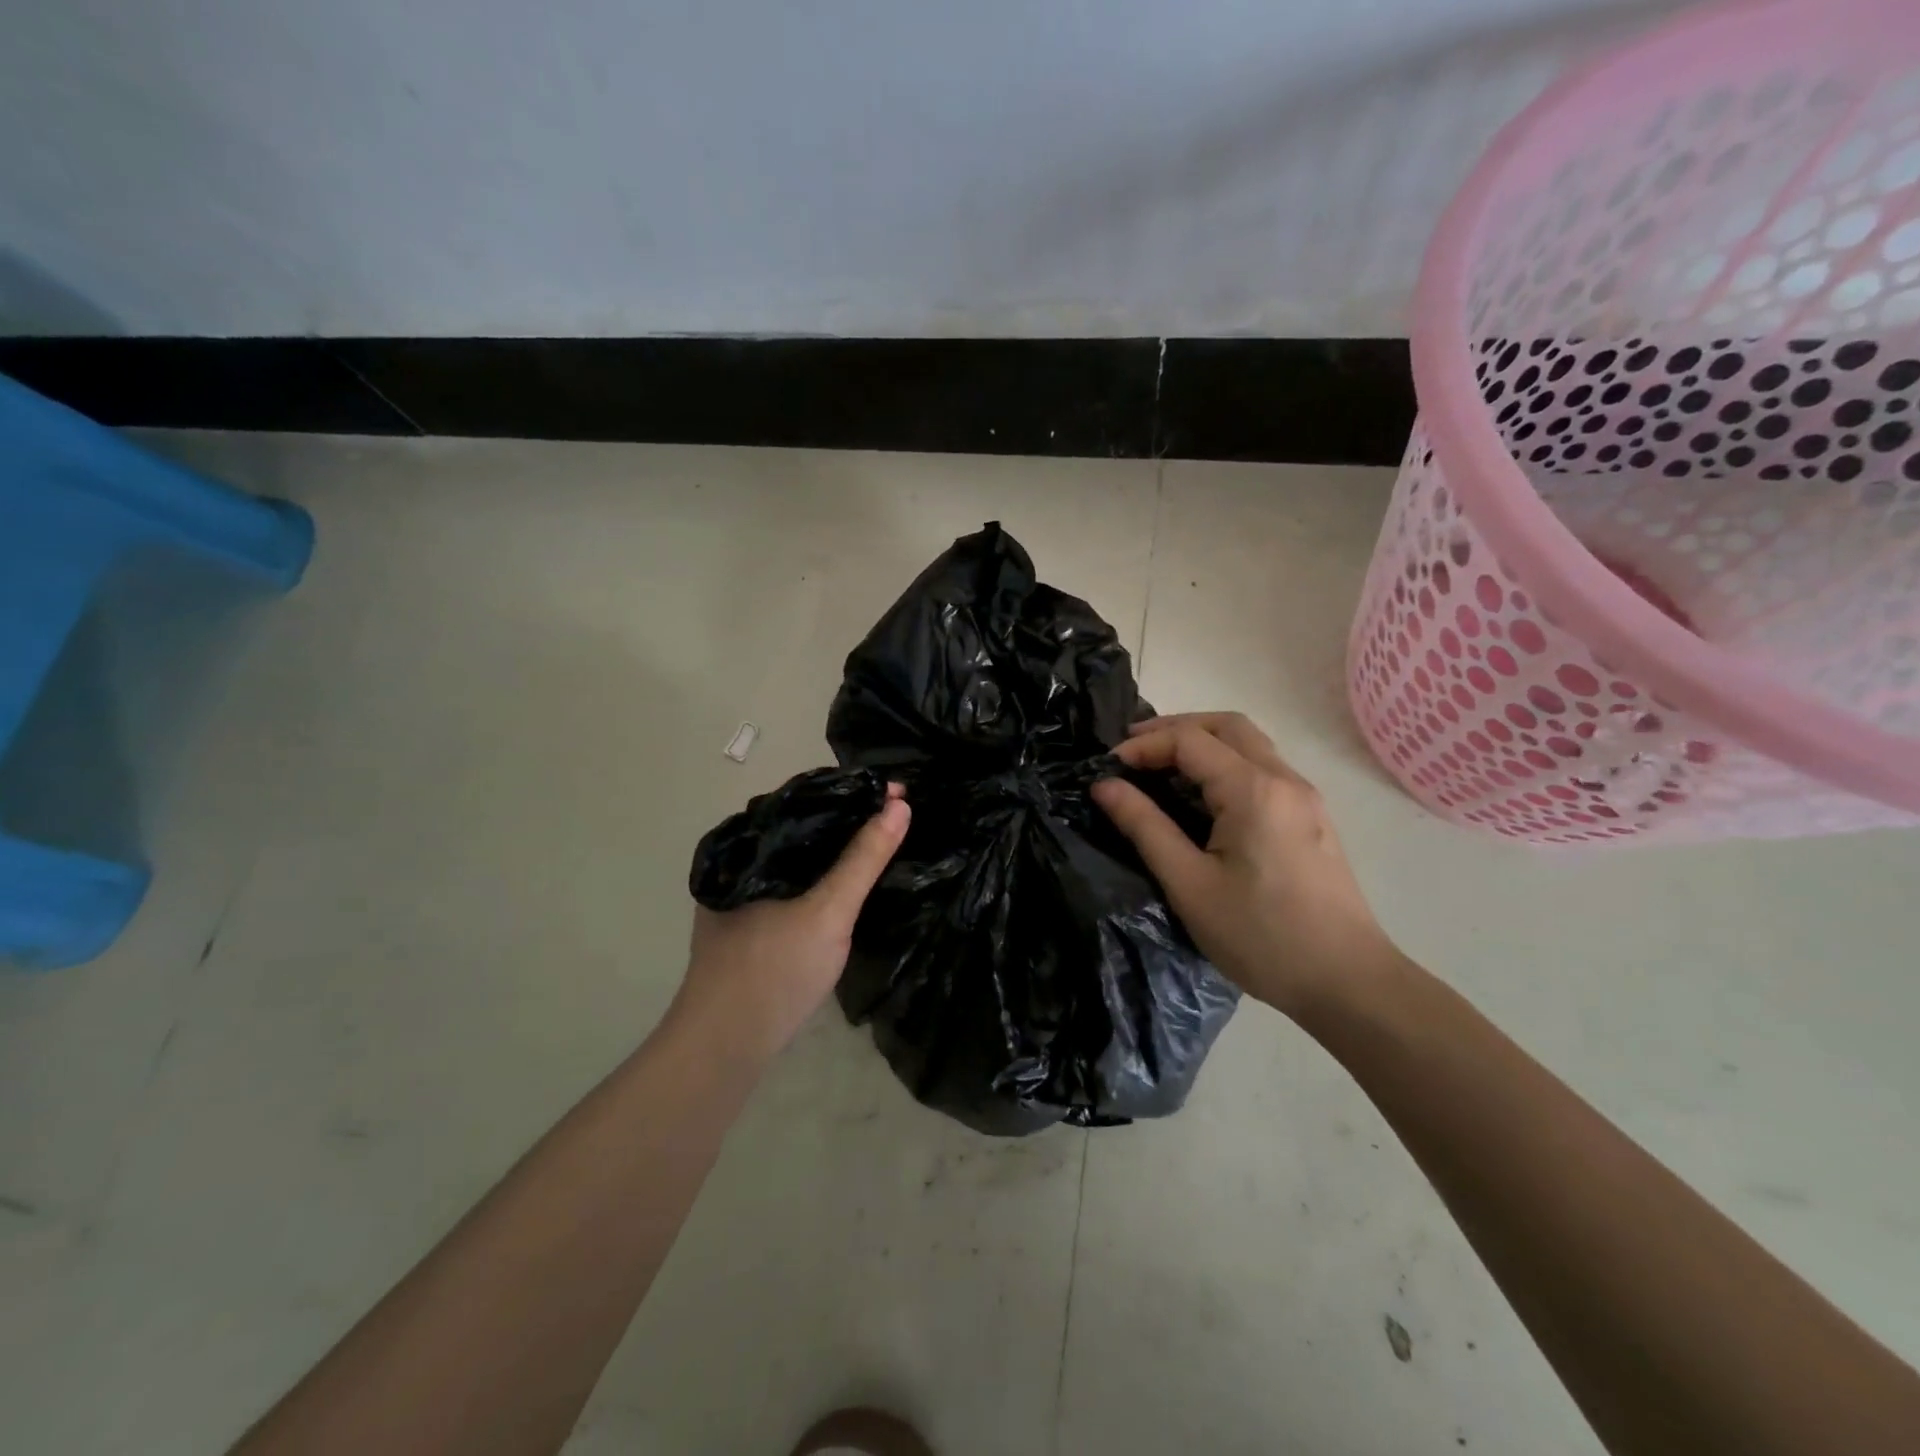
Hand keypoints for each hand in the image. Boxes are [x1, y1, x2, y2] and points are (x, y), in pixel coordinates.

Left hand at [675, 785, 910, 1058]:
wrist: (723, 1046)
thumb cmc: (774, 970)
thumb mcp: (829, 911)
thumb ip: (863, 859)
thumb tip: (898, 804)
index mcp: (747, 846)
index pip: (805, 800)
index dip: (853, 794)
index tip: (896, 791)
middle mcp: (739, 863)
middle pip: (802, 828)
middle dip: (848, 819)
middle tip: (896, 814)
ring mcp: (741, 895)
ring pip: (798, 858)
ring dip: (835, 849)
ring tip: (878, 842)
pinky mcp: (749, 923)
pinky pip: (793, 883)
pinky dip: (822, 876)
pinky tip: (845, 884)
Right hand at [1091, 713, 1397, 1018]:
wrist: (1348, 982)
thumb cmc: (1261, 936)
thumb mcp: (1189, 884)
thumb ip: (1144, 826)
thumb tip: (1105, 786)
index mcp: (1253, 790)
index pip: (1189, 740)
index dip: (1144, 745)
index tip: (1108, 768)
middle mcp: (1284, 779)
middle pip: (1226, 725)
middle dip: (1174, 728)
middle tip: (1133, 750)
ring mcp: (1304, 797)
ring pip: (1249, 744)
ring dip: (1202, 743)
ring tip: (1161, 768)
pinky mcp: (1311, 818)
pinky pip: (1263, 768)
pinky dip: (1225, 764)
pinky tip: (1202, 797)